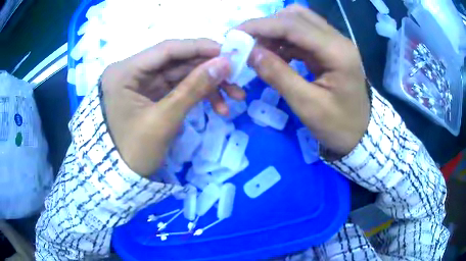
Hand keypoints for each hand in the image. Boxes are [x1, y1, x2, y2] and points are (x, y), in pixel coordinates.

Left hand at [101, 39, 244, 175]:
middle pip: (177, 61)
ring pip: (181, 75)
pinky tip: (219, 107)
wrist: (122, 178)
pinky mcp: (151, 95)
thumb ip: (194, 88)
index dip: (199, 48)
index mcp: (125, 72)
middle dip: (208, 70)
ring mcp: (142, 83)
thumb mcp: (164, 120)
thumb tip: (225, 63)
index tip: (229, 52)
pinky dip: (198, 96)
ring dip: (208, 85)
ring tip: (235, 98)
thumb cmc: (134, 152)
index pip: (167, 49)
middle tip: (237, 77)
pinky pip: (178, 88)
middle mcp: (132, 71)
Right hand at [237, 5, 369, 155]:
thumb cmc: (338, 126)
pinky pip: (302, 35)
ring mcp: (334, 43)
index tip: (235, 34)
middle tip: (247, 43)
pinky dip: (284, 41)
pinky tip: (274, 55)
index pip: (293, 25)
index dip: (261, 26)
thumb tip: (250, 53)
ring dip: (275, 32)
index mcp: (337, 52)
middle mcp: (338, 39)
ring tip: (259, 50)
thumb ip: (279, 76)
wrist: (360, 134)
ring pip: (298, 22)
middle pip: (296, 16)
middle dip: (267, 26)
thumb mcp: (307, 106)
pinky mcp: (329, 49)